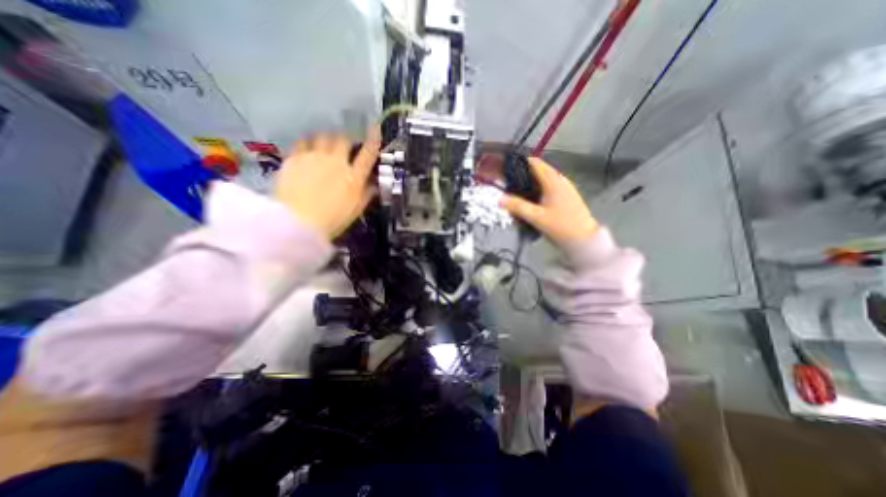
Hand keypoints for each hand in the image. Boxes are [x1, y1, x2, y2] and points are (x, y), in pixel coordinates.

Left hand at [276, 129, 381, 237]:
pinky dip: (308, 145)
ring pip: (322, 137)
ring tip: (324, 147)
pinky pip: (303, 143)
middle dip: (345, 140)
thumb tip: (374, 185)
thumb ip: (366, 195)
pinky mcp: (295, 158)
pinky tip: (307, 153)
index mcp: (353, 177)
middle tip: (344, 146)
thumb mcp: (355, 210)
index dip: (373, 140)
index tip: (376, 128)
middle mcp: (336, 162)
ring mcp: (314, 157)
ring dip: (326, 140)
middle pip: (343, 139)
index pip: (368, 154)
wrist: (298, 223)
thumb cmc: (332, 220)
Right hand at [497, 157, 601, 246]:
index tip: (507, 169)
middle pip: (539, 170)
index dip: (520, 163)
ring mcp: (565, 187)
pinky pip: (549, 186)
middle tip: (508, 183)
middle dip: (524, 174)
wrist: (583, 239)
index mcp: (553, 181)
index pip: (535, 163)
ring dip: (531, 182)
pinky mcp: (567, 196)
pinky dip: (539, 189)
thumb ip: (518, 206)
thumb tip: (500, 199)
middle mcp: (560, 180)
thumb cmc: (560, 226)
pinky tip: (532, 200)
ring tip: (517, 191)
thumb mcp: (536, 217)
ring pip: (544, 179)